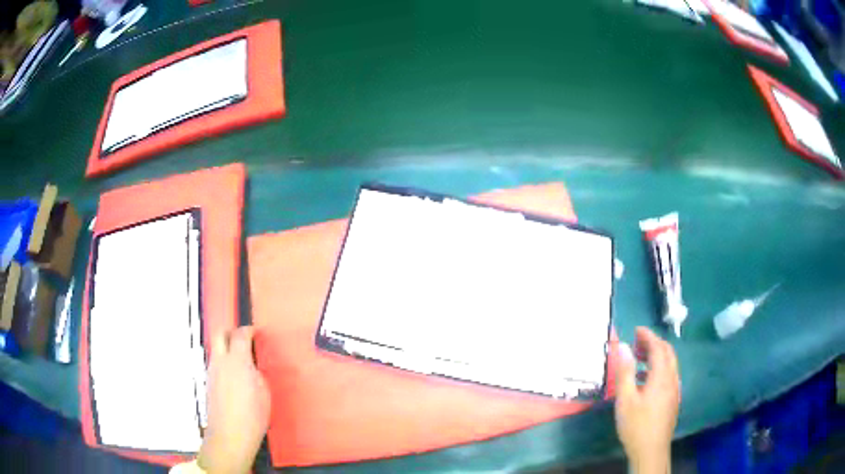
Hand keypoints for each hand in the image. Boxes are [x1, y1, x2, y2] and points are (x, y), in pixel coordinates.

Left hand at [198, 326, 270, 473]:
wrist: (229, 435)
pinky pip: (215, 364)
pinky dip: (223, 363)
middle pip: (219, 334)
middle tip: (241, 337)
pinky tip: (233, 378)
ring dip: (225, 348)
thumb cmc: (253, 416)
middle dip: (230, 331)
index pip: (240, 335)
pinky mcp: (208, 383)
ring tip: (239, 360)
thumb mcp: (264, 392)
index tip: (254, 332)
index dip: (248, 330)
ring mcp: (212, 372)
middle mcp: (220, 362)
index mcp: (238, 361)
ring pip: (215, 349)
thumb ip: (255, 373)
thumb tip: (250, 366)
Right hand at [614, 327, 680, 473]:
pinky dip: (659, 368)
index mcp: (661, 377)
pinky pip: (669, 375)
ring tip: (639, 359)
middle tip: (636, 343)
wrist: (651, 450)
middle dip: (654, 343)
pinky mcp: (673, 399)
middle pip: (668, 353)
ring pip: (670, 364)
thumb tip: (622, 346)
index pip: (658, 348)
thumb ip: (625, 372)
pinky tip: (645, 381)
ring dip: (657, 356)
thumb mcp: (625, 399)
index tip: (636, 329)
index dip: (648, 336)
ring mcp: (675, 389)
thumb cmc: (636, 425)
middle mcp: (672, 379)